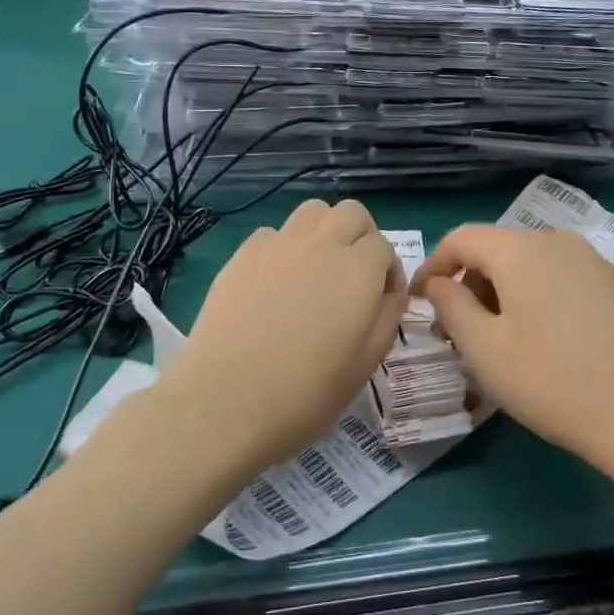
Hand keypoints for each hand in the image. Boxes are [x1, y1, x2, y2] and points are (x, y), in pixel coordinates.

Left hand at [172, 200, 406, 467]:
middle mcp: (321, 244)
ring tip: (317, 270)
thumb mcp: (366, 363)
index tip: (380, 302)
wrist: (225, 402)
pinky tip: (276, 283)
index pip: (384, 246)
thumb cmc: (306, 394)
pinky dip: (284, 247)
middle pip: (351, 213)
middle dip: (361, 237)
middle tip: (354, 276)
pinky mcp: (243, 255)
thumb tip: (388, 292)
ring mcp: (278, 245)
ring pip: (312, 212)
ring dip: (324, 232)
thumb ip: (387, 317)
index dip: (388, 272)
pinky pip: (273, 233)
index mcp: (358, 270)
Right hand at [413, 226, 613, 456]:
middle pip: (496, 249)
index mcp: (520, 249)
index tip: (419, 302)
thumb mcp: (483, 348)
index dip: (433, 267)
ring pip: (528, 263)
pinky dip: (535, 295)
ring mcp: (591, 260)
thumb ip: (450, 305)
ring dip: (501, 291)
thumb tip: (438, 283)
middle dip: (468, 283)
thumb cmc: (551, 380)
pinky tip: (542, 338)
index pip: (460, 240)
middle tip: (457, 331)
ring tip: (497, 338)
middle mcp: (556, 240)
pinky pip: (558, 276)